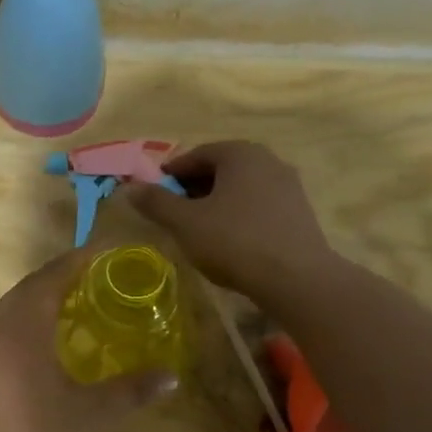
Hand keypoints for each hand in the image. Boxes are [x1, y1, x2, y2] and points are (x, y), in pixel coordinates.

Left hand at [0, 250, 177, 431]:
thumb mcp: (93, 418)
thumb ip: (132, 391)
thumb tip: (170, 375)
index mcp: (21, 326)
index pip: (51, 276)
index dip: (78, 261)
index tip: (105, 253)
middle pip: (28, 289)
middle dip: (61, 279)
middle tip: (97, 281)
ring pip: (10, 311)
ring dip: (40, 303)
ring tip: (75, 311)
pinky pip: (0, 333)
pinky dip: (24, 327)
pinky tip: (43, 351)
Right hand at [122, 140, 336, 297]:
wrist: (297, 279)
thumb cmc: (234, 241)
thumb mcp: (185, 222)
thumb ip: (156, 202)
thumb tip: (130, 187)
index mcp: (240, 153)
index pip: (196, 154)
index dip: (171, 173)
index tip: (155, 194)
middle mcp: (268, 160)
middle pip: (221, 168)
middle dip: (194, 187)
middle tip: (174, 211)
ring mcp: (288, 185)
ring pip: (241, 187)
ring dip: (217, 201)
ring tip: (199, 228)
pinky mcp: (300, 212)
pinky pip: (259, 204)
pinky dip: (239, 214)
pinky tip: (229, 239)